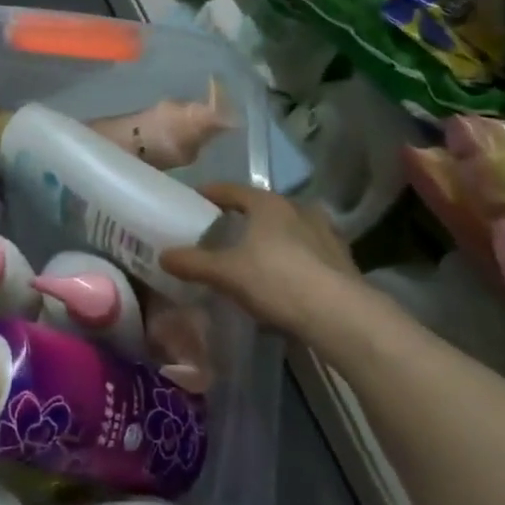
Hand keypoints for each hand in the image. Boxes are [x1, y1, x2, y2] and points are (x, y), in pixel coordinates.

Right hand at [161, 183, 360, 336]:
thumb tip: (163, 256)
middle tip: (222, 231)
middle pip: (262, 208)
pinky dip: (291, 257)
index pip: (232, 190)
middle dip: (242, 217)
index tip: (196, 198)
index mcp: (269, 204)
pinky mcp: (341, 258)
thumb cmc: (277, 281)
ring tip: (254, 254)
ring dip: (270, 237)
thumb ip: (194, 263)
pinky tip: (283, 277)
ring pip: (288, 228)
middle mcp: (299, 209)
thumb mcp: (226, 273)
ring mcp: (325, 232)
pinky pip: (306, 250)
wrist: (338, 313)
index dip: (211, 193)